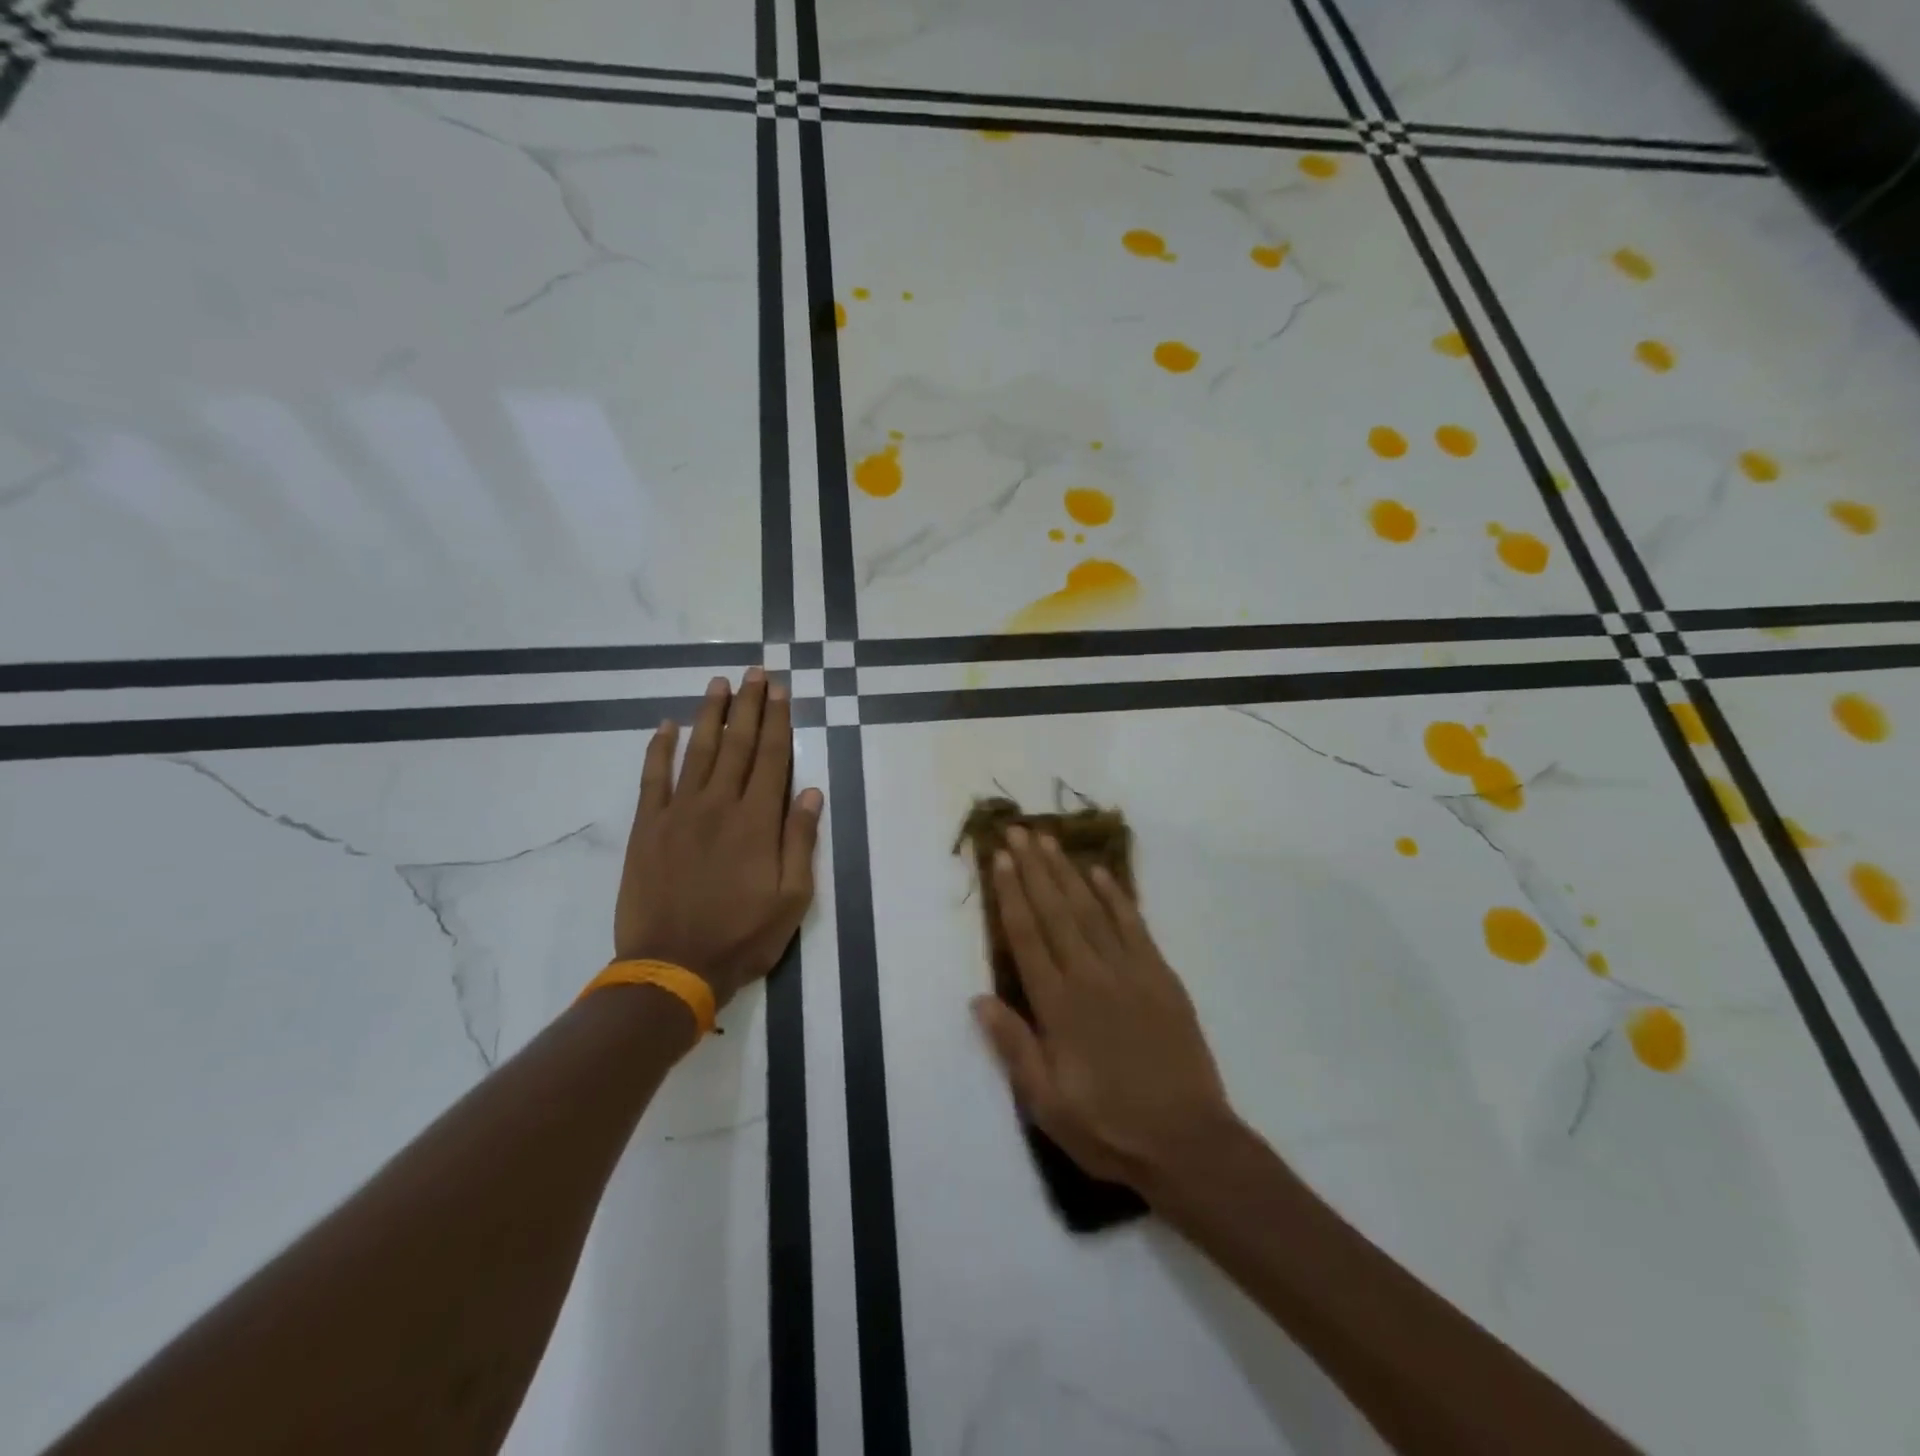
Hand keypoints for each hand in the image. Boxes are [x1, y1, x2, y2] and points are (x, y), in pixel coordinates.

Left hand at [615, 669, 823, 1007]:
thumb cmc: (742, 936)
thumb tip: (810, 792)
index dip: (779, 721)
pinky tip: (666, 726)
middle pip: (738, 744)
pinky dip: (659, 749)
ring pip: (698, 751)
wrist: (672, 967)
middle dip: (749, 705)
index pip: (772, 758)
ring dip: (710, 715)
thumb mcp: (792, 898)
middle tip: (755, 672)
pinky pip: (653, 778)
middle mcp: (719, 805)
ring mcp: (678, 813)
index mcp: (757, 821)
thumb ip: (800, 841)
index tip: (781, 690)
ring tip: (719, 684)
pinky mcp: (647, 828)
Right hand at [972, 828, 1237, 1192]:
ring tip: (1050, 841)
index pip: (1027, 937)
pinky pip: (1134, 925)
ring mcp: (1129, 972)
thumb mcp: (1047, 1103)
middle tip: (1019, 832)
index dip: (1011, 894)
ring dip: (1068, 872)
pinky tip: (1101, 873)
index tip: (999, 858)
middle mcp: (1090, 976)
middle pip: (1055, 911)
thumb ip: (1013, 1046)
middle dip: (1034, 868)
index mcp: (1058, 1006)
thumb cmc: (1108, 1127)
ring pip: (1091, 909)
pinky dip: (1116, 896)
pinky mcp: (1160, 976)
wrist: (1188, 1142)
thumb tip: (978, 998)